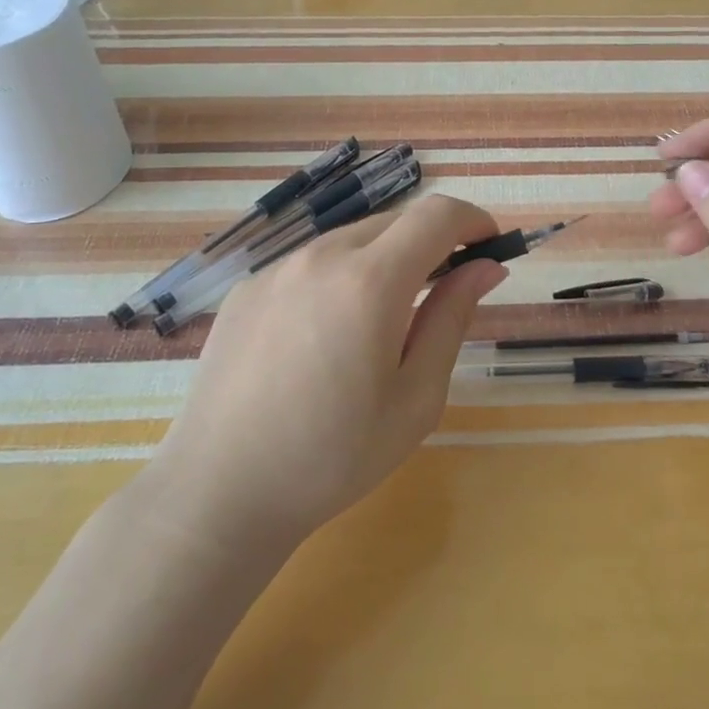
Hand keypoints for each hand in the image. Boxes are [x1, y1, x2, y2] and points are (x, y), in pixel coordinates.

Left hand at [143, 194, 505, 552]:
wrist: (219, 493)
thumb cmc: (333, 456)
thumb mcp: (416, 397)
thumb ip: (452, 319)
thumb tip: (485, 267)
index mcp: (370, 281)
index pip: (436, 215)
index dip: (472, 220)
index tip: (489, 247)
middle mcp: (321, 257)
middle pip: (395, 221)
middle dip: (432, 241)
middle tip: (446, 290)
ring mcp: (276, 269)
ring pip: (351, 239)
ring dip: (385, 258)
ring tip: (384, 319)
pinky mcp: (246, 288)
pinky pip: (310, 263)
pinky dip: (339, 276)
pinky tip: (326, 334)